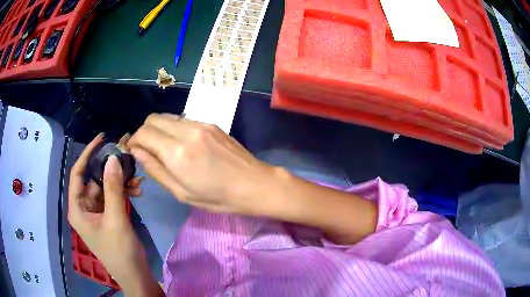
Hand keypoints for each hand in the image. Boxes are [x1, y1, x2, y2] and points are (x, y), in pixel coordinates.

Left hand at [68, 133, 161, 295]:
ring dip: (120, 181)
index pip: (78, 173)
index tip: (102, 138)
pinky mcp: (108, 217)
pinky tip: (138, 189)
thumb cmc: (120, 252)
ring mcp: (96, 212)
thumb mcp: (115, 219)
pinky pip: (113, 198)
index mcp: (77, 208)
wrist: (135, 276)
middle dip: (111, 169)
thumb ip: (112, 188)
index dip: (88, 154)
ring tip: (138, 178)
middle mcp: (84, 207)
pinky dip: (124, 192)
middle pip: (94, 179)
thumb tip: (113, 157)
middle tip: (127, 156)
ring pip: (106, 188)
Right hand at [127, 114, 281, 214]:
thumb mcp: (181, 192)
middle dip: (144, 132)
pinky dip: (174, 128)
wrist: (254, 184)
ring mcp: (201, 124)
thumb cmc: (217, 197)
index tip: (133, 151)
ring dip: (159, 129)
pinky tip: (181, 144)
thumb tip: (137, 151)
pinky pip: (183, 120)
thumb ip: (155, 169)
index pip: (144, 133)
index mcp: (177, 153)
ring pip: (167, 116)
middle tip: (146, 149)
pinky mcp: (211, 123)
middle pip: (153, 118)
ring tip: (162, 148)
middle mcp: (186, 131)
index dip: (133, 141)